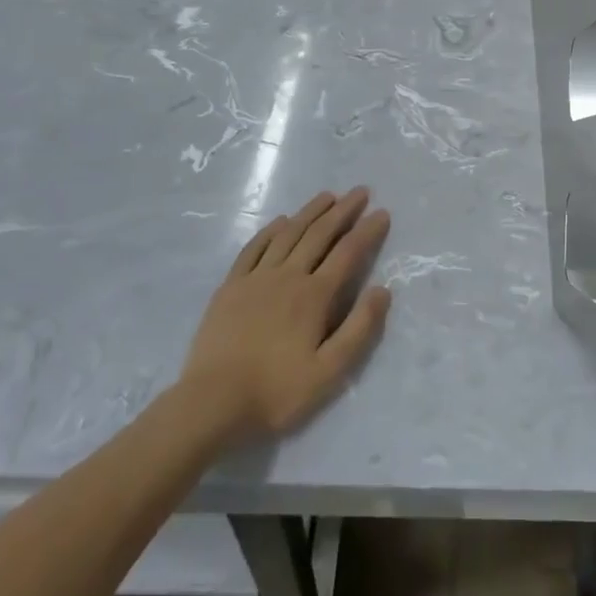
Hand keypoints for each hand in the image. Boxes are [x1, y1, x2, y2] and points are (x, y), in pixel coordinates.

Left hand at [179, 188, 391, 440]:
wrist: (211, 403)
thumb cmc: (276, 392)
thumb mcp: (329, 372)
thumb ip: (360, 329)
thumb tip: (383, 289)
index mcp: (314, 296)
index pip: (348, 253)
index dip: (367, 231)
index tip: (382, 213)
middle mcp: (288, 276)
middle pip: (319, 234)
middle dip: (343, 210)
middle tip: (360, 191)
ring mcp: (256, 278)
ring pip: (288, 234)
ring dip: (310, 212)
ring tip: (328, 196)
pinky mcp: (231, 286)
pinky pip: (254, 248)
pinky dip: (271, 230)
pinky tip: (281, 221)